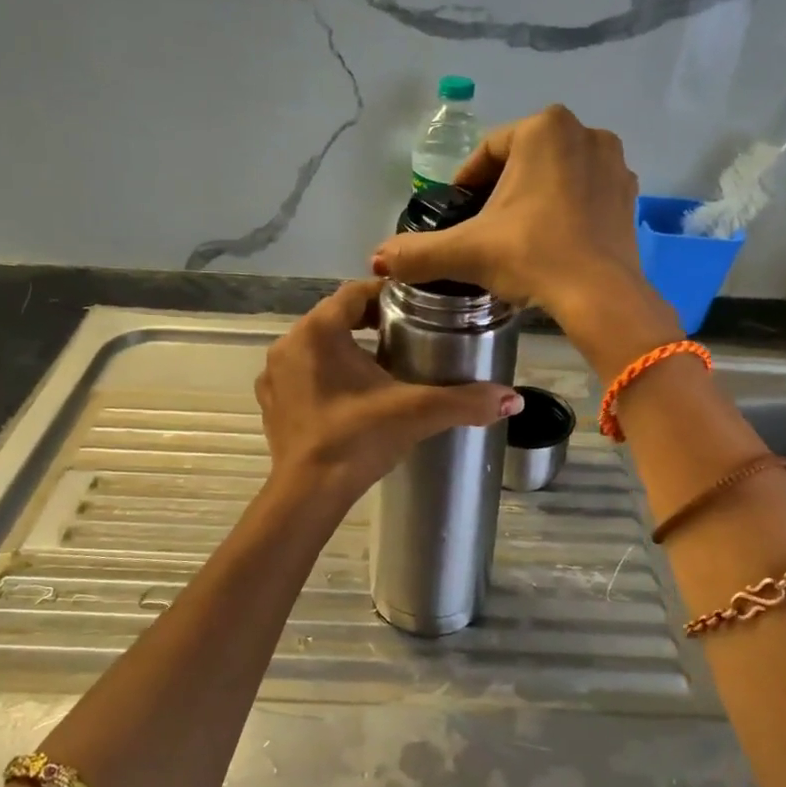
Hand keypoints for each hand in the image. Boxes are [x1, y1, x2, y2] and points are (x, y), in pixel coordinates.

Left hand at [255, 280, 522, 508]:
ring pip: (317, 346)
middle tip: (407, 334)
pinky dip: (325, 376)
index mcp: (319, 330)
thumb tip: (514, 398)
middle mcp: (290, 343)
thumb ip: (467, 401)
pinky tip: (350, 397)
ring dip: (346, 349)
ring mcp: (274, 375)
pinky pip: (302, 374)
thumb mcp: (417, 412)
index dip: (387, 295)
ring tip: (383, 366)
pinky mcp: (271, 403)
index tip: (417, 306)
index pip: (355, 293)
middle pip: (335, 317)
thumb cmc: (359, 438)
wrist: (309, 493)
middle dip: (369, 323)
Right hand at [370, 104, 679, 371]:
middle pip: (523, 162)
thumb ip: (418, 253)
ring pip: (555, 177)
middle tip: (483, 231)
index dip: (465, 184)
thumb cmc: (532, 256)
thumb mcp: (467, 252)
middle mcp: (584, 132)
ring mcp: (614, 163)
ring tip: (515, 239)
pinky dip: (564, 212)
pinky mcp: (630, 196)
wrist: (600, 295)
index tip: (456, 215)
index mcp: (543, 128)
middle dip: (500, 193)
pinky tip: (551, 243)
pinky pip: (584, 195)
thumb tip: (376, 260)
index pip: (488, 152)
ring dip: (533, 200)